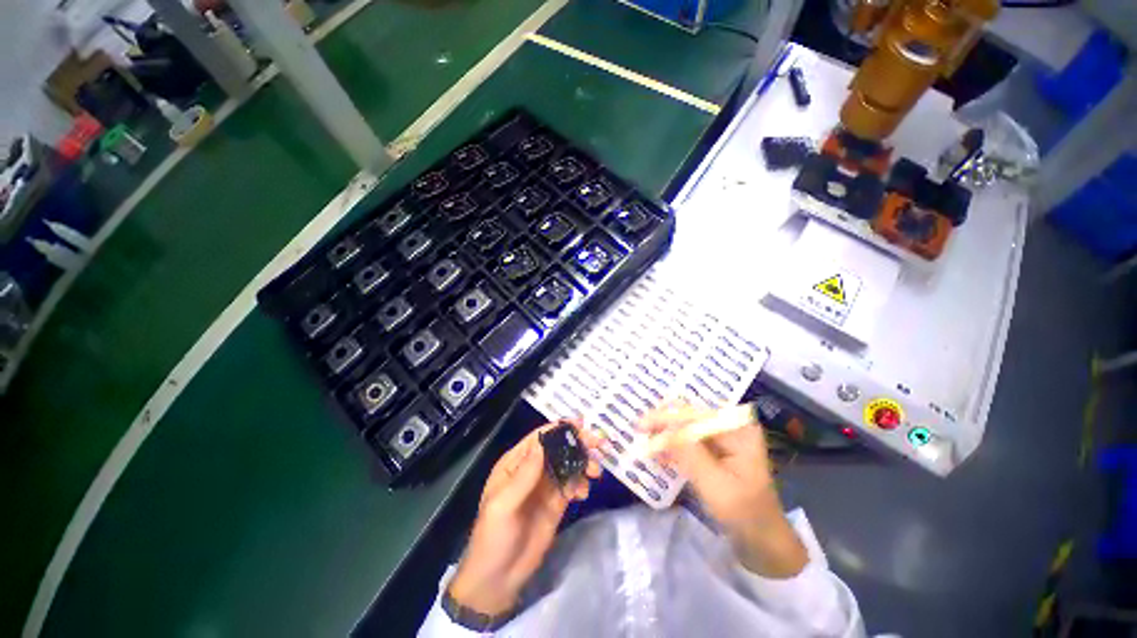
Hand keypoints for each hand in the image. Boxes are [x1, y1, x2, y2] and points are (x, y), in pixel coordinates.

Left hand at [448, 422, 601, 615]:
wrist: (499, 579)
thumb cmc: (493, 537)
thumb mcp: (503, 505)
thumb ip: (524, 475)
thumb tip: (543, 443)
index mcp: (515, 464)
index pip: (540, 438)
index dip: (559, 429)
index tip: (581, 424)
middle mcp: (533, 470)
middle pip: (558, 448)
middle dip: (578, 443)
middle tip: (598, 444)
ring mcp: (546, 486)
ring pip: (569, 465)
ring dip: (584, 463)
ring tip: (595, 472)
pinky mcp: (557, 503)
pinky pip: (573, 485)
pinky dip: (582, 484)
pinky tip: (584, 494)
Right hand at [639, 403, 807, 578]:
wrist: (762, 539)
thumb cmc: (744, 514)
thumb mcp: (716, 486)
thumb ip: (689, 455)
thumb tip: (662, 430)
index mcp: (738, 429)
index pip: (695, 415)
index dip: (666, 418)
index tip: (641, 425)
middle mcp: (730, 426)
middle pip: (690, 415)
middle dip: (664, 421)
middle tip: (639, 429)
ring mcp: (723, 437)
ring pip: (686, 425)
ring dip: (665, 432)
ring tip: (644, 438)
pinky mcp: (715, 449)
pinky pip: (689, 439)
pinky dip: (672, 444)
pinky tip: (658, 451)